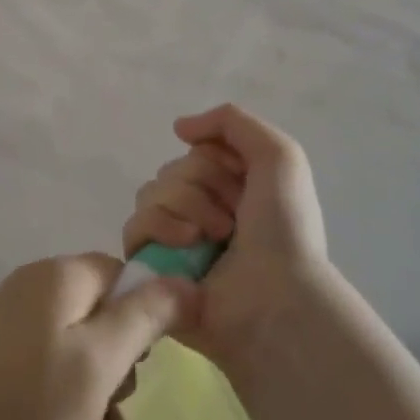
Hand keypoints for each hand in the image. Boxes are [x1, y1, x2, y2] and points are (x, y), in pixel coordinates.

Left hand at [0, 254, 193, 419]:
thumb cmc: (28, 408)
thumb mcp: (100, 361)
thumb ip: (145, 316)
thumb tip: (186, 280)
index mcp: (60, 277)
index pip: (124, 275)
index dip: (146, 315)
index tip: (145, 363)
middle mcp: (36, 291)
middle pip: (105, 317)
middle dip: (122, 370)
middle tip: (117, 408)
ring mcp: (14, 327)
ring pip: (83, 354)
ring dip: (104, 402)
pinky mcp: (1, 362)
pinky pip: (54, 374)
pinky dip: (75, 410)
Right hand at [122, 104, 332, 376]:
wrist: (277, 298)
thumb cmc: (285, 229)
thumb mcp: (280, 155)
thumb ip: (232, 121)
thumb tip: (179, 128)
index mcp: (231, 190)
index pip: (196, 152)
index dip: (215, 161)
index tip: (242, 182)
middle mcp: (201, 212)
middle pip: (171, 170)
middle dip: (199, 186)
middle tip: (232, 220)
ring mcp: (174, 242)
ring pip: (149, 194)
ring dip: (182, 207)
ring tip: (212, 239)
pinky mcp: (151, 269)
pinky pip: (134, 227)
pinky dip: (159, 228)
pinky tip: (186, 246)